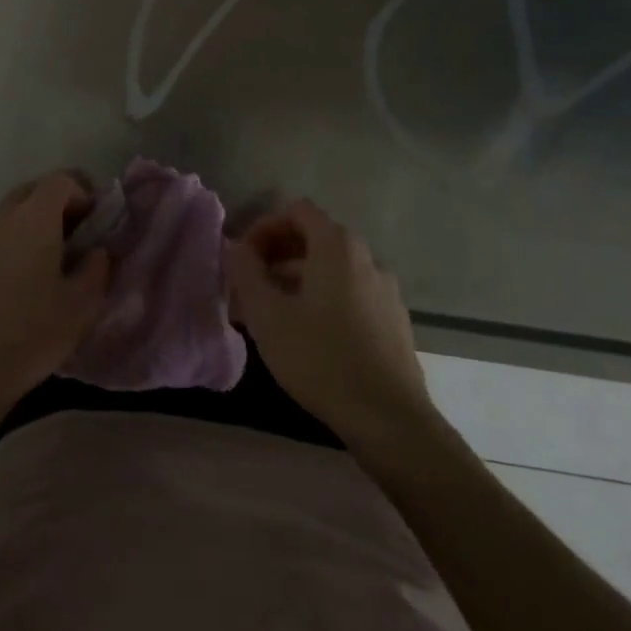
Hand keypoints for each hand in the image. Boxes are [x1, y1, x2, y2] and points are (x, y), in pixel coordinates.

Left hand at [0, 173, 111, 477]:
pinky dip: (5, 244)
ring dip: (28, 226)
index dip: (82, 194)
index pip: (61, 180)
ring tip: (40, 264)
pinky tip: (11, 282)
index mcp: (33, 218)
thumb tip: (95, 251)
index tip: (93, 224)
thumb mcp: (82, 305)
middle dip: (55, 207)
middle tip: (71, 240)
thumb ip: (96, 267)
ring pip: (7, 214)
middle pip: (32, 191)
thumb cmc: (31, 335)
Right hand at [226, 199, 433, 445]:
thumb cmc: (321, 359)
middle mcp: (366, 257)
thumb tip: (236, 248)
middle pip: (314, 239)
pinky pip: (350, 294)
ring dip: (297, 282)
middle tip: (249, 290)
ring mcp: (385, 289)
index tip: (243, 259)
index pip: (296, 211)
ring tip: (272, 317)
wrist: (390, 419)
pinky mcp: (394, 320)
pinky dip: (323, 300)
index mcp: (337, 246)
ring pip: (331, 270)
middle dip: (276, 258)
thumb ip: (246, 273)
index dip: (264, 227)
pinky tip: (307, 337)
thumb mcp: (268, 316)